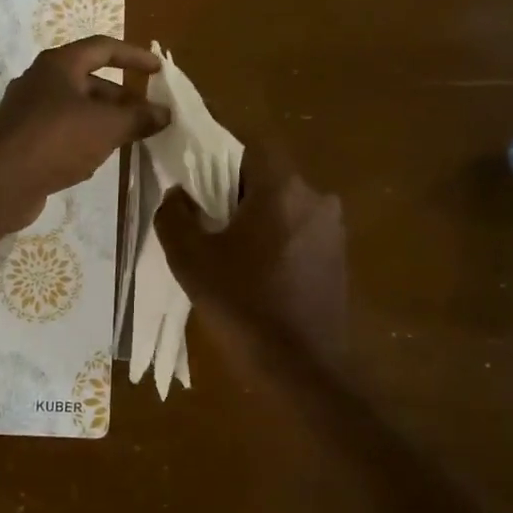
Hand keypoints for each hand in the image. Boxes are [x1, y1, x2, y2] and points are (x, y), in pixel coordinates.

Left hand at [0, 37, 169, 230]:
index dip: (134, 56)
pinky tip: (96, 159)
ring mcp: (27, 112)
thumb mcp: (106, 127)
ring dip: (103, 120)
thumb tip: (165, 113)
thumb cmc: (56, 140)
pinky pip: (60, 132)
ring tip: (129, 138)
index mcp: (58, 65)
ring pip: (75, 109)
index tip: (159, 71)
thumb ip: (138, 118)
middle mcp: (40, 81)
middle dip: (121, 96)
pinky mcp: (22, 141)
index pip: (103, 47)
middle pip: (89, 80)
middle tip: (147, 115)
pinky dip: (83, 139)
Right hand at [153, 137, 348, 370]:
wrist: (301, 370)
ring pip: (284, 204)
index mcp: (283, 189)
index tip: (195, 165)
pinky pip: (298, 230)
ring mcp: (332, 230)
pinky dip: (274, 237)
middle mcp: (316, 199)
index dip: (220, 148)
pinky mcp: (338, 259)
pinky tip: (253, 269)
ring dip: (255, 214)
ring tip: (224, 245)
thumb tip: (177, 195)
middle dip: (233, 187)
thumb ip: (175, 217)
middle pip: (268, 174)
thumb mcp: (191, 260)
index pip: (252, 142)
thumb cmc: (243, 306)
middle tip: (202, 211)